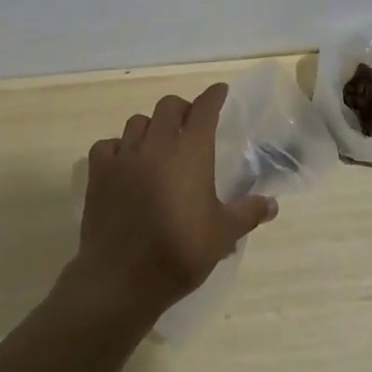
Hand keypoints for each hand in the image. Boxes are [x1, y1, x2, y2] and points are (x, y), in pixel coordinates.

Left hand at [72, 82, 277, 323]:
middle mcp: (157, 143)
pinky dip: (117, 148)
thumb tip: (272, 204)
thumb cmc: (179, 252)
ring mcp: (124, 156)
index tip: (219, 91)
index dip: (213, 96)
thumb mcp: (222, 235)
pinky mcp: (99, 173)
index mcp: (191, 151)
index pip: (204, 109)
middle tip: (188, 125)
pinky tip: (124, 163)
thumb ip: (248, 213)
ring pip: (137, 122)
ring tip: (156, 145)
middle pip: (168, 106)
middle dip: (181, 109)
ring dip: (150, 127)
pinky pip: (107, 146)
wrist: (122, 279)